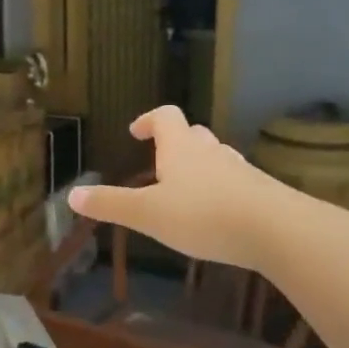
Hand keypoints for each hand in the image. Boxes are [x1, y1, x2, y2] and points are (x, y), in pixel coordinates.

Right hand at [68, 107, 285, 269]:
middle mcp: (211, 152)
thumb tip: (71, 195)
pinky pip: (235, 182)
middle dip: (175, 143)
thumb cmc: (203, 215)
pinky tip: (217, 214)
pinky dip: (221, 190)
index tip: (136, 131)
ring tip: (186, 189)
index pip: (165, 117)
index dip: (149, 120)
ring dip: (200, 166)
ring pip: (216, 157)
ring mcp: (240, 171)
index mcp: (181, 148)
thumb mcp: (148, 214)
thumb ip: (111, 205)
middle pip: (193, 134)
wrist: (277, 230)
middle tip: (159, 162)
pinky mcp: (261, 193)